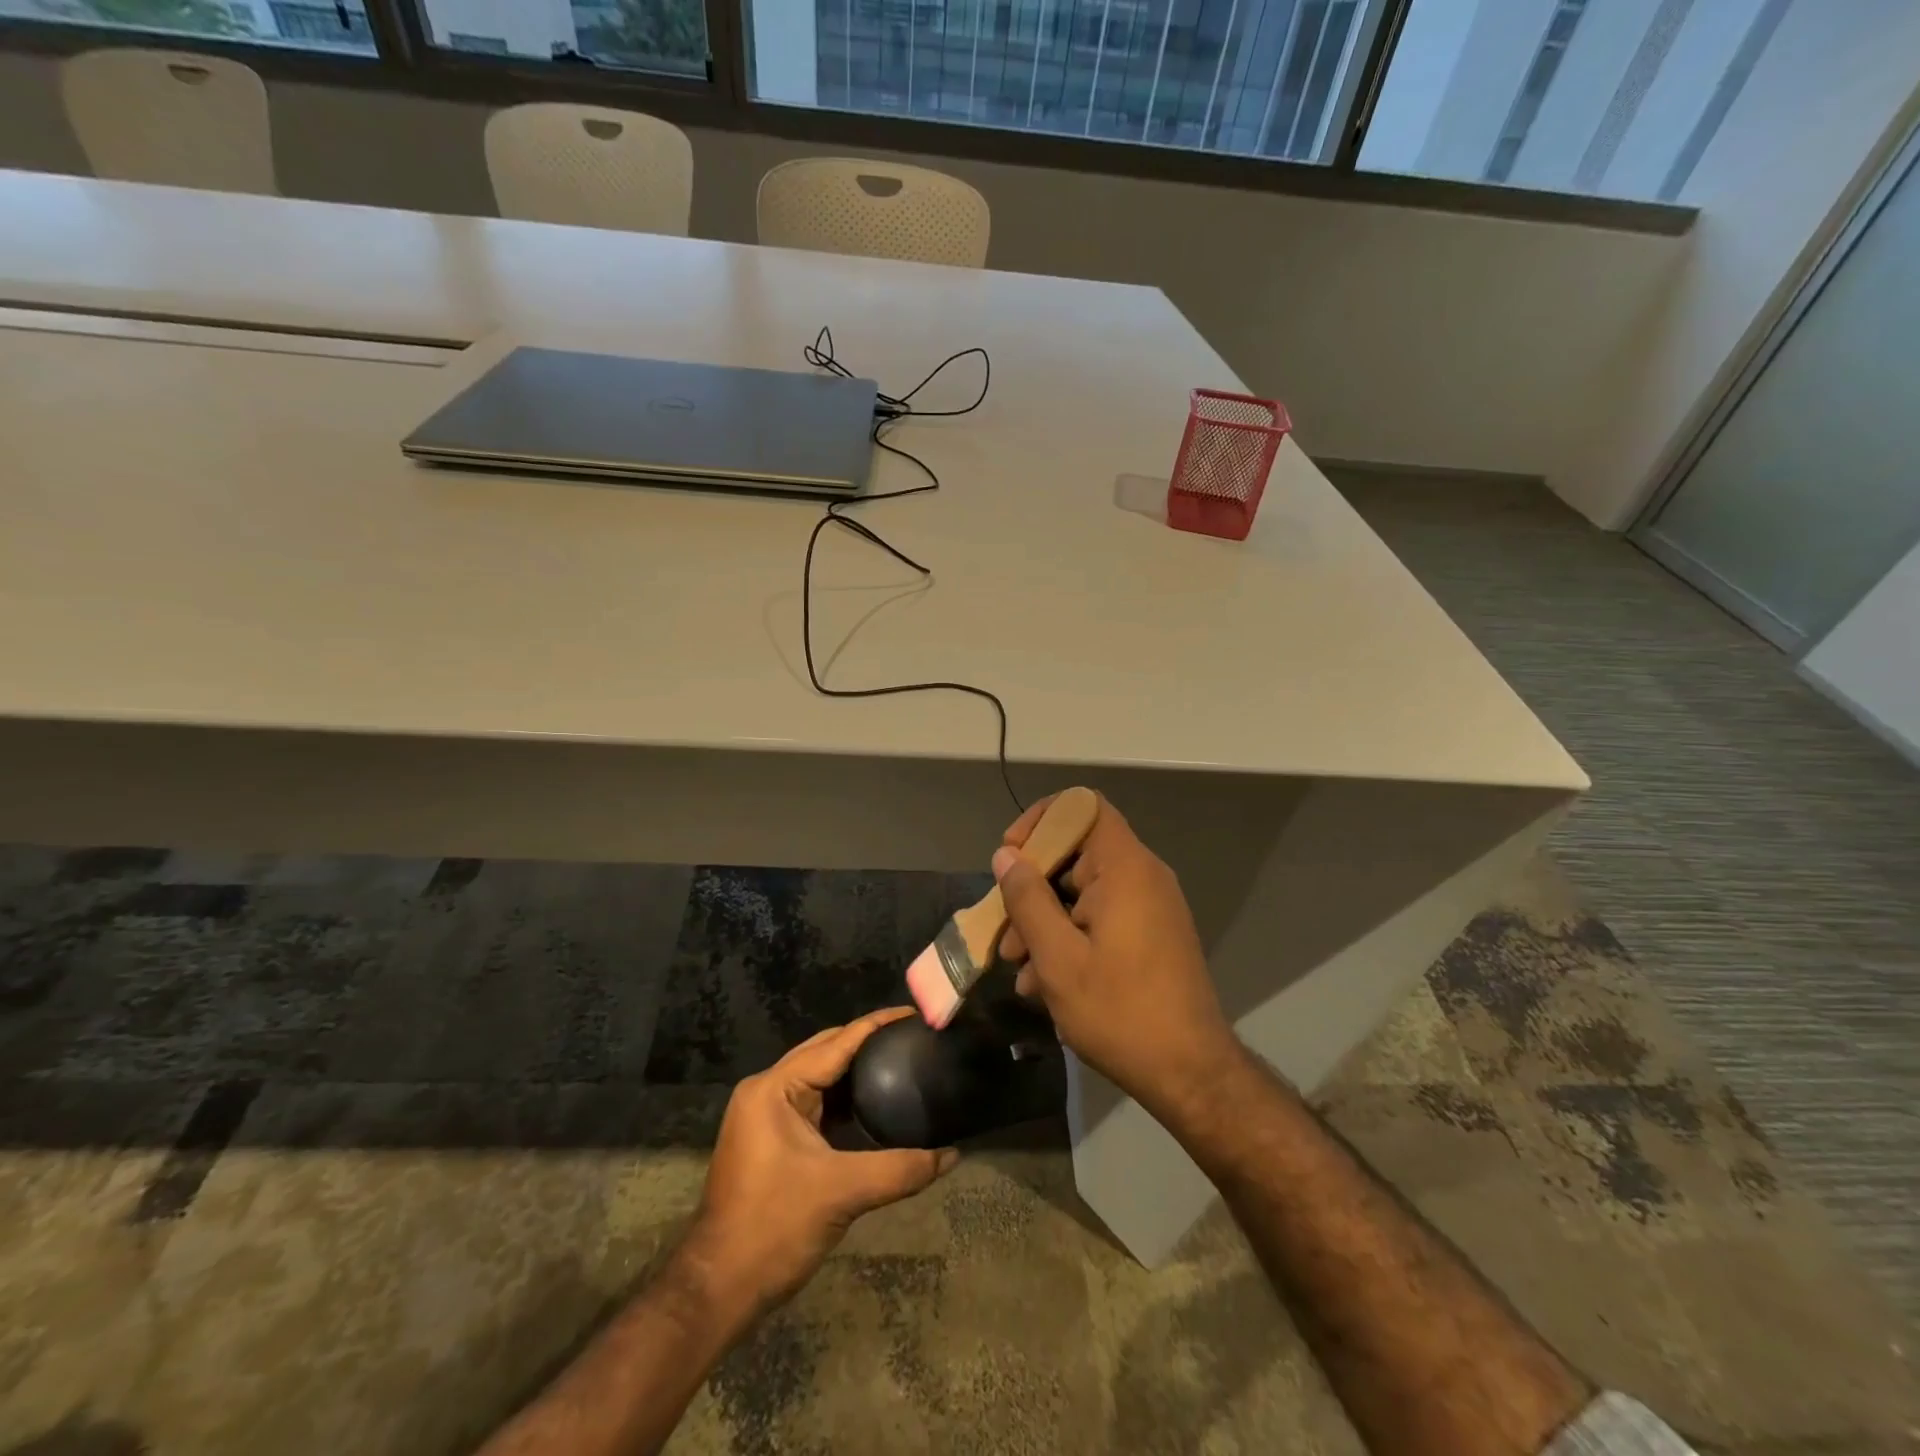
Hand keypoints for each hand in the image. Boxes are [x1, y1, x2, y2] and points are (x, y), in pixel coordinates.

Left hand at [682, 1008, 957, 1319]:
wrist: (718, 1288)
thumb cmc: (774, 1228)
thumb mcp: (842, 1193)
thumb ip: (900, 1169)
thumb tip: (951, 1155)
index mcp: (775, 1088)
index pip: (835, 1042)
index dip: (877, 1025)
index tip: (914, 1014)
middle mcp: (767, 1090)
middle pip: (826, 1051)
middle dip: (868, 1042)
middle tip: (913, 1038)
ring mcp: (766, 1115)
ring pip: (820, 1077)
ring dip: (857, 1070)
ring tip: (902, 1061)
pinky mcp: (771, 1138)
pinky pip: (815, 1102)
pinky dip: (845, 1097)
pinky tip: (876, 1101)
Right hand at [994, 794, 1238, 1112]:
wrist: (1191, 1074)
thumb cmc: (1120, 1011)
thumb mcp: (1058, 958)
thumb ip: (1027, 899)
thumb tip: (1006, 855)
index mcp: (1125, 868)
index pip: (1081, 807)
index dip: (1040, 821)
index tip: (1012, 859)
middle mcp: (1142, 876)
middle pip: (1076, 852)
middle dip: (1032, 888)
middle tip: (1007, 934)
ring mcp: (1150, 906)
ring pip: (1083, 890)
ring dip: (1046, 921)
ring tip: (1022, 971)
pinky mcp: (1152, 935)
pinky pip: (1102, 916)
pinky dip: (1071, 937)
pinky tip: (1046, 984)